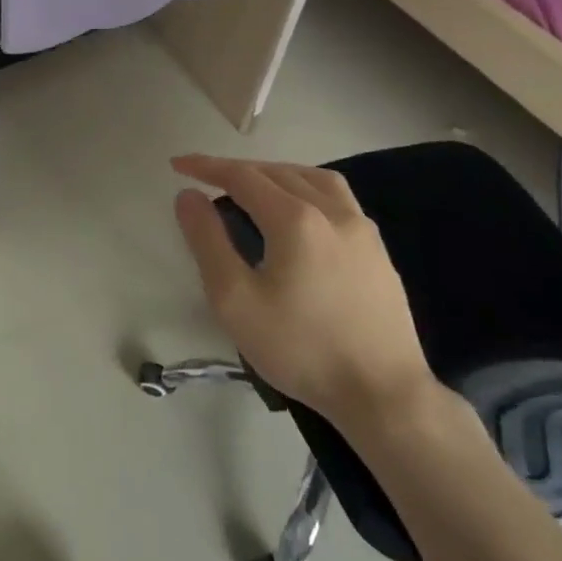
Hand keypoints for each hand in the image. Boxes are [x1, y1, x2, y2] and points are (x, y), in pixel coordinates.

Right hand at [171, 155, 438, 434]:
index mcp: (295, 219)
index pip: (242, 176)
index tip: (178, 165)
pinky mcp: (378, 251)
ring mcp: (362, 230)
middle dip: (237, 170)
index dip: (206, 167)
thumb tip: (189, 196)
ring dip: (276, 174)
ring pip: (313, 179)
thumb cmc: (300, 348)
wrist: (383, 395)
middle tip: (206, 180)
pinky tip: (299, 214)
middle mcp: (332, 211)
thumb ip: (207, 241)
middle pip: (277, 172)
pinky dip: (306, 190)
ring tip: (253, 188)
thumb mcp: (235, 299)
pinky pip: (338, 199)